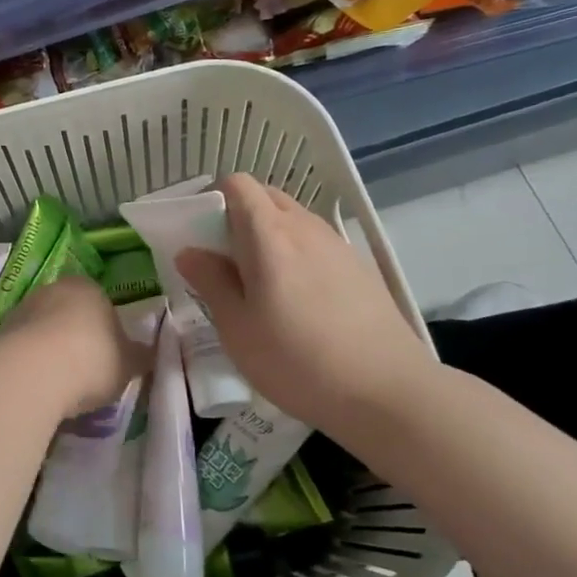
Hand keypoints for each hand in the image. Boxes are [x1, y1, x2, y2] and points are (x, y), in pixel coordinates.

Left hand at [0, 275, 152, 418]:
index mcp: (89, 287)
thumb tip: (149, 353)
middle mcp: (54, 289)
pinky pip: (24, 348)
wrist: (33, 372)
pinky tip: (39, 386)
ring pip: (44, 330)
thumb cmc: (92, 360)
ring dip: (51, 351)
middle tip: (87, 373)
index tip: (110, 357)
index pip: (102, 303)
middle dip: (77, 338)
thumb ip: (139, 356)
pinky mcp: (0, 333)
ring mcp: (23, 309)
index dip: (108, 330)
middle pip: (70, 314)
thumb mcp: (128, 364)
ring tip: (62, 386)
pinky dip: (32, 363)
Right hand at [176, 174, 441, 428]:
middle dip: (238, 217)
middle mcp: (305, 226)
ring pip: (293, 220)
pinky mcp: (359, 267)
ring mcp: (337, 244)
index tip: (200, 236)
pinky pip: (315, 244)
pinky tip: (298, 301)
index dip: (213, 200)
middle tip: (225, 262)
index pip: (237, 184)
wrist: (386, 392)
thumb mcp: (237, 328)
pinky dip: (296, 255)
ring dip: (268, 237)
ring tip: (260, 285)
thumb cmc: (296, 361)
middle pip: (266, 197)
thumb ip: (211, 282)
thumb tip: (189, 251)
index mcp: (269, 234)